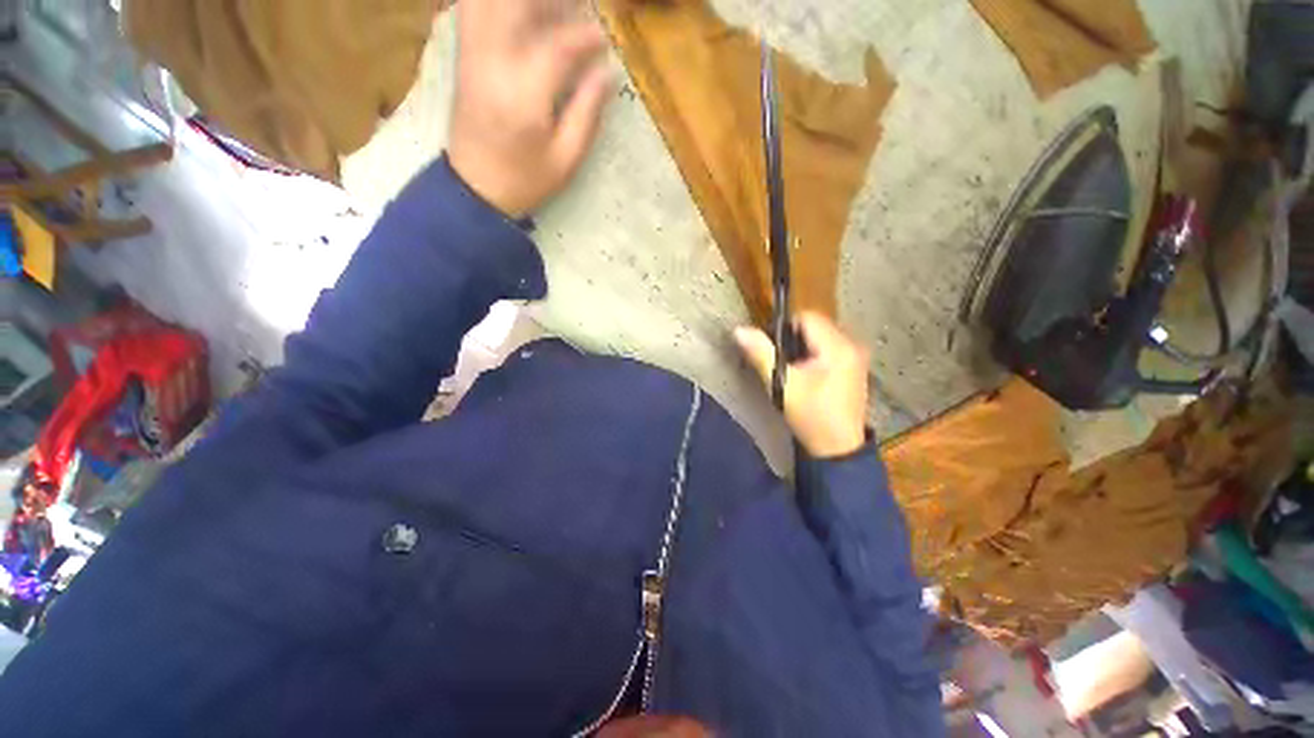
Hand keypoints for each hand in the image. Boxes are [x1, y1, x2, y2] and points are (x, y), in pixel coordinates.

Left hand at [449, 0, 612, 216]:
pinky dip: (495, 5)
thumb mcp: (566, 159)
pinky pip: (472, 10)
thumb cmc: (526, 180)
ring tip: (549, 10)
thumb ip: (587, 114)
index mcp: (524, 96)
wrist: (475, 188)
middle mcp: (493, 64)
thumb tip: (607, 74)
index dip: (584, 37)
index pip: (556, 46)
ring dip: (522, 3)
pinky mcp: (464, 57)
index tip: (604, 39)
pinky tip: (519, 15)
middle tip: (575, 10)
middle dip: (549, 2)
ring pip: (488, 2)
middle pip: (515, 6)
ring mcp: (473, 56)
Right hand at [735, 312, 869, 457]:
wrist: (837, 449)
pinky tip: (807, 376)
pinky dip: (813, 355)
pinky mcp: (854, 367)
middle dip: (793, 339)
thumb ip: (760, 353)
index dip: (784, 329)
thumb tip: (739, 330)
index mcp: (838, 346)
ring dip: (802, 347)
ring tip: (793, 371)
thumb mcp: (782, 384)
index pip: (807, 317)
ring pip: (820, 336)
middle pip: (815, 325)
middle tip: (781, 364)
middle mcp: (852, 344)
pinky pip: (828, 348)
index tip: (773, 350)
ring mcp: (856, 356)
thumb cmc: (810, 415)